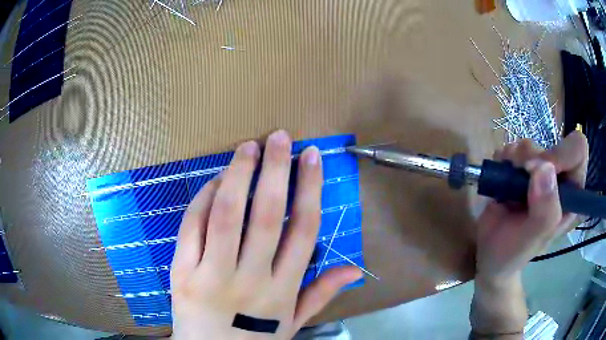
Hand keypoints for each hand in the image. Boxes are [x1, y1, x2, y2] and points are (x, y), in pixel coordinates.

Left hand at [170, 130, 361, 339]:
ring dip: (239, 175)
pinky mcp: (182, 273)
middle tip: (279, 138)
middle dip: (275, 170)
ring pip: (227, 215)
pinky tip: (214, 181)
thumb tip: (353, 269)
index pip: (303, 230)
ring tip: (247, 147)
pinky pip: (192, 228)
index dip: (309, 188)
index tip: (312, 157)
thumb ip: (320, 295)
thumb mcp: (292, 324)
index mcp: (282, 290)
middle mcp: (251, 279)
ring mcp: (212, 275)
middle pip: (267, 215)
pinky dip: (203, 199)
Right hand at [476, 131, 588, 282]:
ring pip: (531, 144)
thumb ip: (545, 211)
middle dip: (535, 158)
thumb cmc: (513, 253)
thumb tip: (545, 168)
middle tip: (521, 181)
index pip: (578, 151)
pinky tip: (501, 180)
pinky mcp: (521, 166)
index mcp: (572, 195)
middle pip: (555, 142)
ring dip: (516, 161)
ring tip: (507, 187)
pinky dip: (503, 159)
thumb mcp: (532, 241)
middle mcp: (560, 179)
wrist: (490, 255)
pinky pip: (512, 147)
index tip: (539, 171)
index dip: (561, 154)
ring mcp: (541, 171)